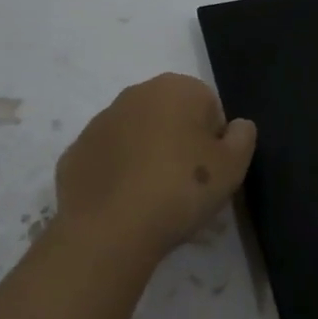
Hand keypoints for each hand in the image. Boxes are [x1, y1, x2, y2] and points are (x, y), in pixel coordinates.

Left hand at [56, 73, 256, 260]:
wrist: (109, 230)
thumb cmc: (181, 189)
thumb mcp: (233, 166)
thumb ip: (243, 137)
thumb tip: (237, 126)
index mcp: (176, 88)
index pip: (209, 108)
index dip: (215, 142)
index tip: (212, 173)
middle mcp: (136, 94)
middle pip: (171, 118)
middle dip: (180, 145)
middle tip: (187, 188)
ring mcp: (100, 123)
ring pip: (138, 137)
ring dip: (149, 158)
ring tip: (155, 201)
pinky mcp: (74, 153)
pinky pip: (109, 161)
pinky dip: (119, 176)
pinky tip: (126, 205)